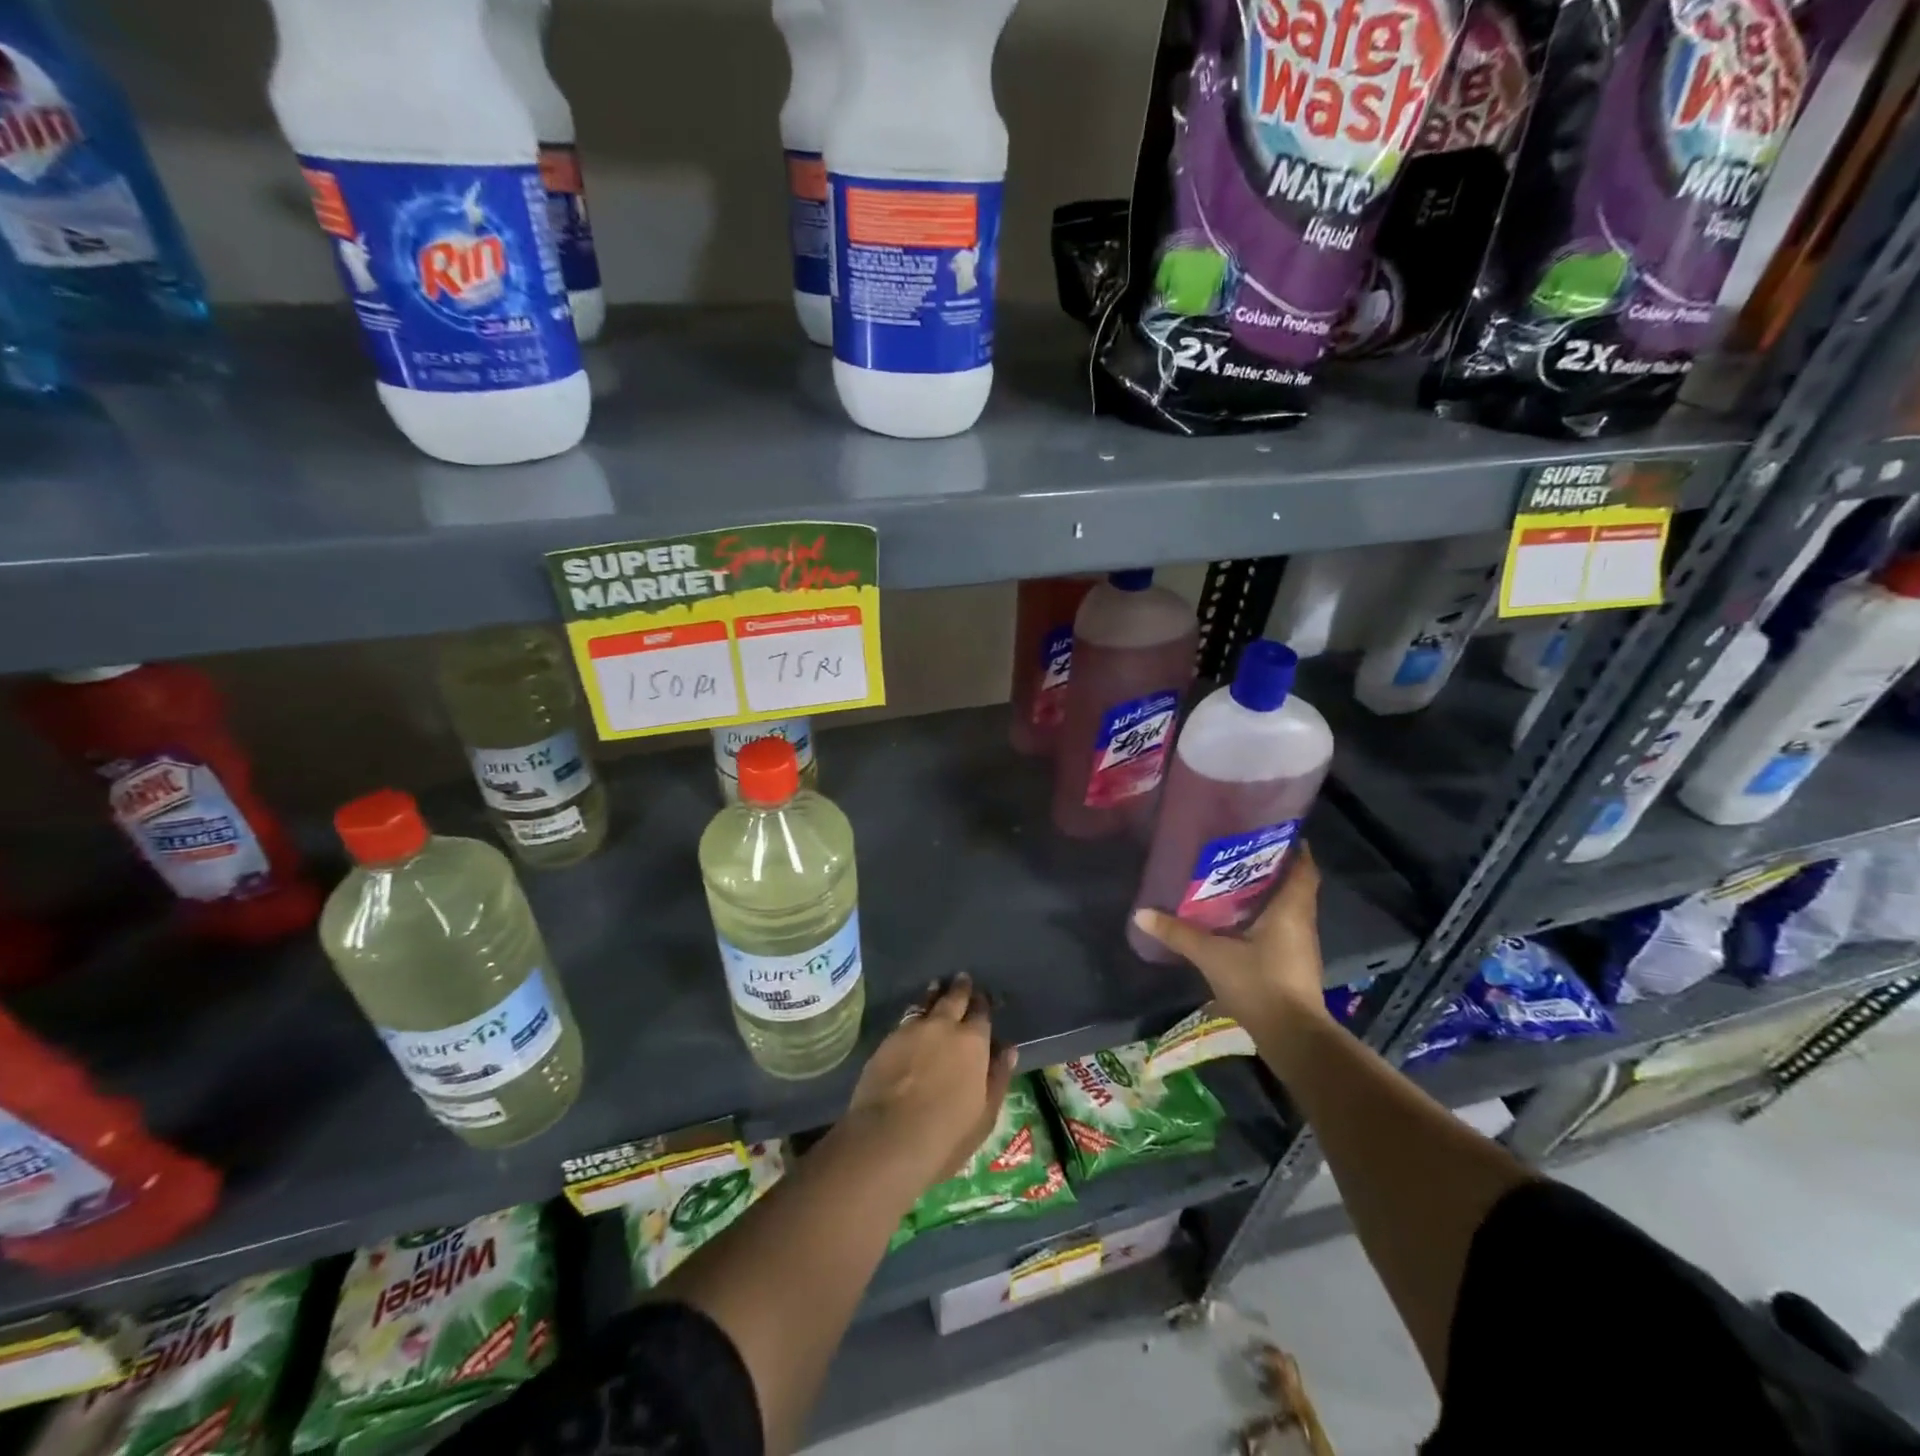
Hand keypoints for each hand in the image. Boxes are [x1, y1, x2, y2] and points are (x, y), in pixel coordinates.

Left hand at [840, 973, 1017, 1194]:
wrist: (888, 1138)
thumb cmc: (946, 1134)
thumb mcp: (985, 1114)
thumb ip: (998, 1076)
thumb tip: (1008, 1048)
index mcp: (973, 1042)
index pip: (981, 1013)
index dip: (983, 1003)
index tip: (983, 998)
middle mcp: (943, 1026)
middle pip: (953, 998)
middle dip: (960, 988)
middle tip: (962, 978)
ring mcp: (912, 1030)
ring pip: (926, 1002)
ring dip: (934, 994)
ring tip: (936, 987)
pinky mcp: (887, 1040)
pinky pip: (906, 1018)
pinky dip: (914, 1013)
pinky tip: (913, 1018)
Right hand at [1131, 844, 1329, 1031]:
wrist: (1292, 1037)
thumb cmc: (1259, 983)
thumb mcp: (1212, 955)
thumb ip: (1178, 933)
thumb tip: (1140, 913)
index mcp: (1291, 909)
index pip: (1304, 867)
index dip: (1293, 846)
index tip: (1271, 831)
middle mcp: (1302, 921)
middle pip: (1295, 885)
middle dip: (1272, 867)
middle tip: (1239, 852)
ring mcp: (1300, 946)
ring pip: (1288, 908)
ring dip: (1267, 894)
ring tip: (1233, 880)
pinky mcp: (1293, 965)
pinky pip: (1281, 928)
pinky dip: (1264, 918)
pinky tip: (1236, 919)